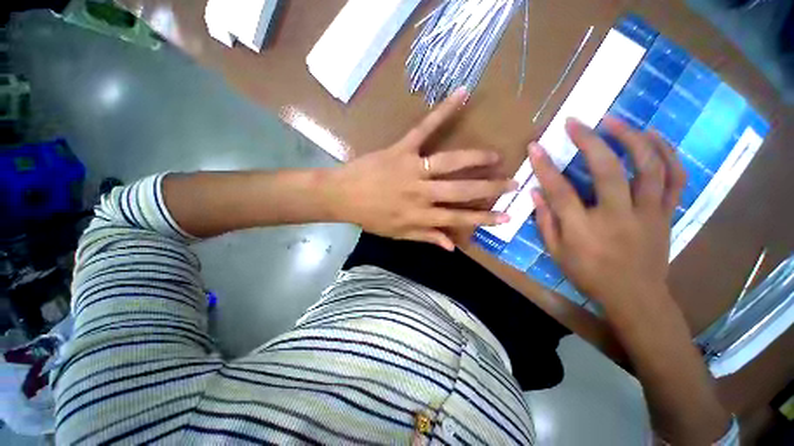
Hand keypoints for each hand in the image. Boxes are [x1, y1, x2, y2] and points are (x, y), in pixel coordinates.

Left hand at [327, 88, 515, 250]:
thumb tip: (453, 247)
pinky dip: (443, 111)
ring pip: (450, 162)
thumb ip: (427, 237)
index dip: (484, 218)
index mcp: (420, 215)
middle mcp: (421, 193)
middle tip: (513, 182)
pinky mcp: (401, 148)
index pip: (459, 218)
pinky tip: (462, 95)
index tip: (507, 216)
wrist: (343, 196)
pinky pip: (424, 129)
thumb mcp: (398, 234)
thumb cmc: (371, 217)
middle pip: (461, 190)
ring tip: (495, 156)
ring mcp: (412, 168)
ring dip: (475, 158)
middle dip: (489, 187)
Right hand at [529, 117, 685, 308]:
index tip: (536, 146)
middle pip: (607, 170)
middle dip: (589, 141)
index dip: (545, 166)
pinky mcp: (666, 213)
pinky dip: (667, 154)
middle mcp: (618, 216)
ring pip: (647, 167)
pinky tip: (653, 137)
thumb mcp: (556, 252)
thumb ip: (545, 221)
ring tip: (615, 121)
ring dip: (631, 138)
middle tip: (576, 122)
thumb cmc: (589, 275)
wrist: (636, 297)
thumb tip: (535, 193)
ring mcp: (648, 213)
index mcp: (584, 229)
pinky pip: (675, 178)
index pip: (560, 191)